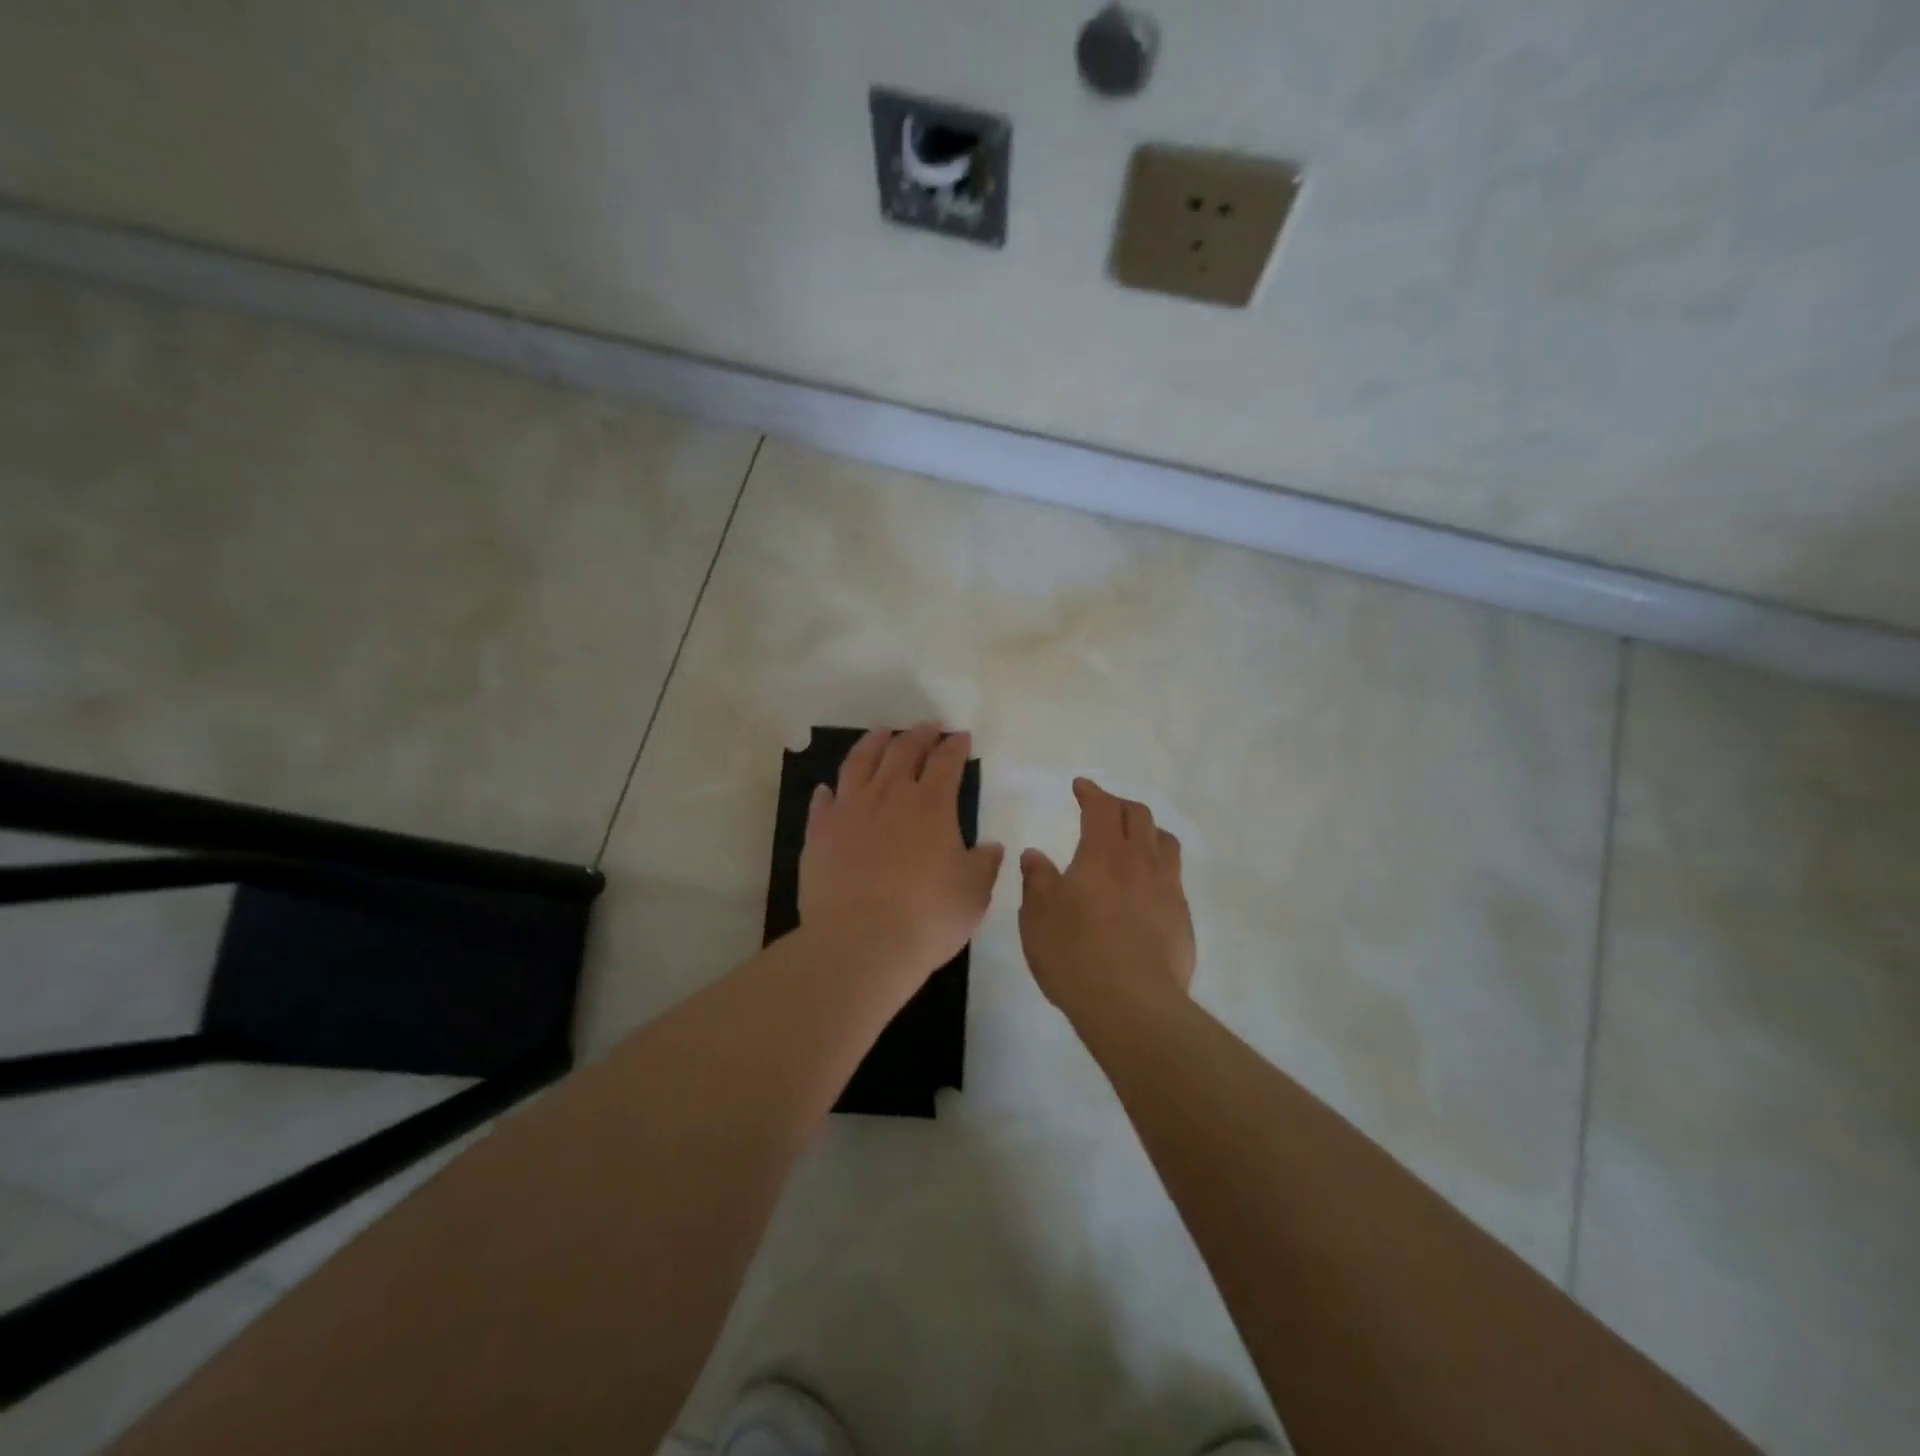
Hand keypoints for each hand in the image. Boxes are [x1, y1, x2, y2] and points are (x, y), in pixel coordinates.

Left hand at [799, 724, 1004, 987]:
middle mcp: (890, 796)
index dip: (955, 747)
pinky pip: (823, 801)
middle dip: (919, 734)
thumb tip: (991, 846)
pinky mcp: (820, 832)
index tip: (961, 737)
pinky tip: (829, 787)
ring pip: (860, 762)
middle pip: (903, 751)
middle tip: (927, 726)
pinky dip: (830, 790)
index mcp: (932, 806)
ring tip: (882, 733)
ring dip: (874, 743)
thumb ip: (984, 864)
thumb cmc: (927, 918)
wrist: (860, 942)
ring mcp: (850, 810)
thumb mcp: (973, 894)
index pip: (946, 763)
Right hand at [1018, 777, 1195, 1020]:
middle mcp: (1140, 862)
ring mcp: (1167, 889)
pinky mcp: (1182, 918)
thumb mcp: (1038, 917)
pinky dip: (1158, 866)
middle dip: (1119, 805)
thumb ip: (1037, 880)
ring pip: (1165, 842)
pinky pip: (1173, 876)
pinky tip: (1146, 886)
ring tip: (1133, 839)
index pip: (1101, 808)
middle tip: (1103, 809)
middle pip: (1139, 816)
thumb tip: (1035, 855)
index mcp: (1103, 854)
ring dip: (1147, 830)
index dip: (1091, 792)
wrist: (1133, 1005)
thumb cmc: (1075, 954)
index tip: (1081, 786)